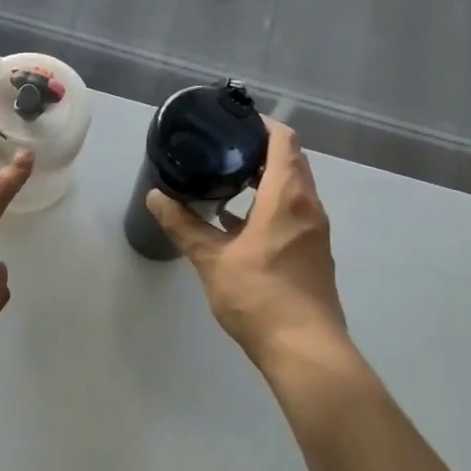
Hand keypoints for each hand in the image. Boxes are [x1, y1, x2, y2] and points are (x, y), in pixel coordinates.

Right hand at [148, 120, 359, 381]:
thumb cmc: (259, 297)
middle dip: (260, 150)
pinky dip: (271, 205)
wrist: (305, 350)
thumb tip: (155, 196)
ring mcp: (315, 231)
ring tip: (227, 180)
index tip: (235, 120)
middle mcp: (308, 206)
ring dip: (265, 179)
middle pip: (291, 162)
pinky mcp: (314, 252)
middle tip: (223, 148)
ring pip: (294, 189)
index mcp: (287, 197)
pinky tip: (238, 223)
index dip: (263, 125)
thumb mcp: (212, 259)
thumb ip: (184, 225)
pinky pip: (294, 212)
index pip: (284, 142)